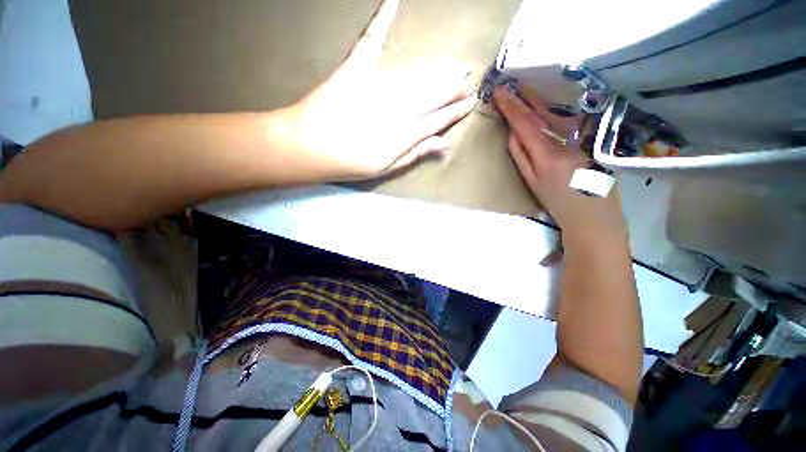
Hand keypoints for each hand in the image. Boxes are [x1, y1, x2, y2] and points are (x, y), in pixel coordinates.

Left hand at [289, 0, 475, 179]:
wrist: (307, 146)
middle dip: (452, 88)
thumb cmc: (349, 163)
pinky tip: (394, 0)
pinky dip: (382, 19)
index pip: (437, 120)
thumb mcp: (386, 167)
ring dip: (437, 71)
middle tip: (468, 79)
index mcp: (402, 134)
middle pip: (431, 96)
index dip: (454, 112)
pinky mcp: (355, 69)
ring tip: (454, 66)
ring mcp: (375, 85)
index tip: (469, 103)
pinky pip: (371, 41)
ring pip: (414, 76)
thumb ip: (415, 153)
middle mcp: (395, 108)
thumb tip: (443, 144)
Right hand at [493, 85, 626, 238]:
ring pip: (556, 114)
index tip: (499, 92)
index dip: (511, 107)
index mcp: (547, 154)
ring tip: (526, 89)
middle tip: (510, 84)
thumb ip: (521, 156)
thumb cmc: (556, 201)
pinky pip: (568, 120)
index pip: (526, 124)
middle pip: (542, 114)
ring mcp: (580, 138)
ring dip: (539, 100)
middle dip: (524, 98)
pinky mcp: (589, 139)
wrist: (592, 213)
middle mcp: (565, 141)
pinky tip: (547, 104)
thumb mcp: (531, 182)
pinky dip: (554, 110)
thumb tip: (513, 132)